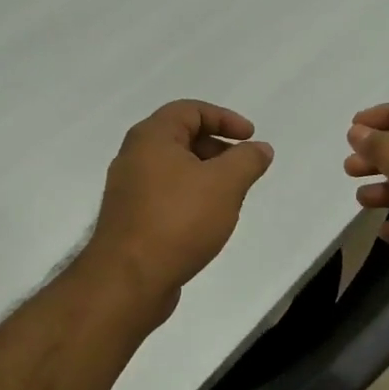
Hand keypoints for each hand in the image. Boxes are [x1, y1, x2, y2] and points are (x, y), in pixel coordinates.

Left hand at [85, 100, 274, 314]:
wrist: (129, 279)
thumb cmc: (178, 221)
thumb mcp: (225, 184)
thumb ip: (247, 160)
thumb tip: (260, 148)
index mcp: (151, 137)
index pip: (190, 110)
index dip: (224, 118)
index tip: (251, 137)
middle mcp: (133, 157)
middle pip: (180, 138)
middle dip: (217, 148)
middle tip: (243, 168)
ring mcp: (128, 190)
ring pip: (173, 169)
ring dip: (205, 175)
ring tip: (230, 197)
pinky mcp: (130, 219)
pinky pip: (165, 195)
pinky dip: (190, 197)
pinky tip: (206, 221)